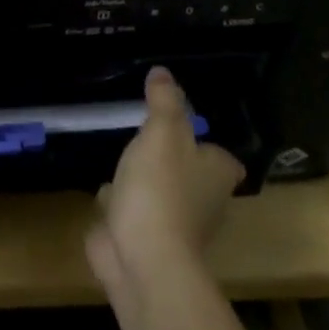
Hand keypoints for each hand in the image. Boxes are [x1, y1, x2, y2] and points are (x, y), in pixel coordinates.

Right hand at [86, 66, 245, 286]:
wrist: (141, 258)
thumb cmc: (160, 189)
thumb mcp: (162, 132)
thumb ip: (163, 101)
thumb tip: (162, 72)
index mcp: (216, 175)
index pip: (222, 158)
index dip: (206, 145)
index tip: (185, 131)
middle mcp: (204, 202)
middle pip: (191, 176)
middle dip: (170, 161)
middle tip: (147, 139)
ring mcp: (174, 226)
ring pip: (160, 195)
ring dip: (143, 182)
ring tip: (124, 159)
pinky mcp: (145, 242)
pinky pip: (134, 214)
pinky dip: (122, 204)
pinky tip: (106, 192)